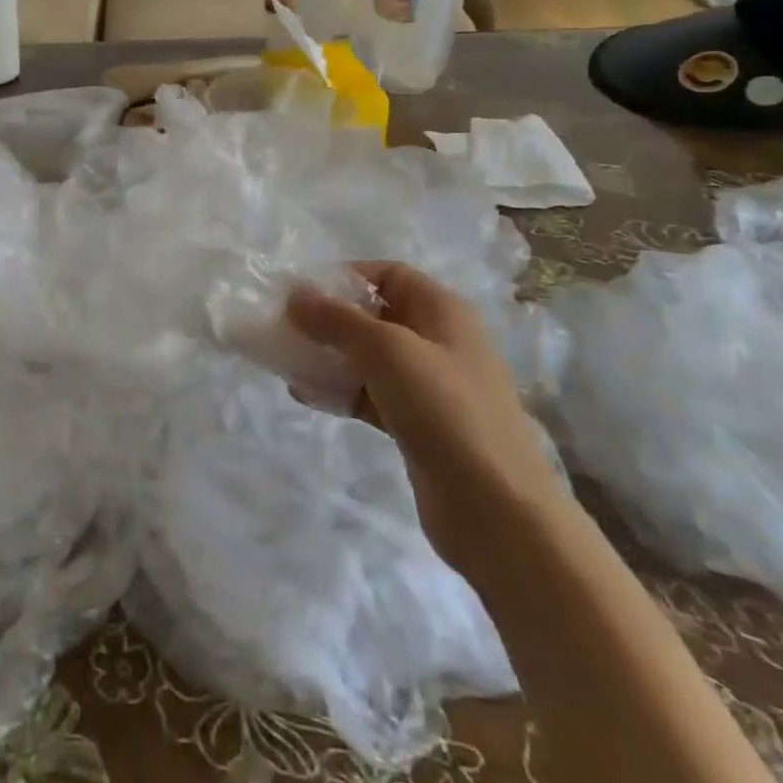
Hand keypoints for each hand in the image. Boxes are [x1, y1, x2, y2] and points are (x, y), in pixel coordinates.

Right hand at [288, 262, 565, 577]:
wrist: (496, 509)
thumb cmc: (444, 409)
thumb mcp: (387, 350)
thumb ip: (337, 319)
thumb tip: (295, 294)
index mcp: (442, 311)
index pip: (388, 274)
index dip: (346, 277)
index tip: (303, 294)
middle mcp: (438, 341)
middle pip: (375, 315)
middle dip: (330, 319)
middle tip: (286, 329)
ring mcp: (429, 386)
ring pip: (369, 358)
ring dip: (329, 356)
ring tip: (288, 363)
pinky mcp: (417, 424)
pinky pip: (370, 395)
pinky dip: (340, 391)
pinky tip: (306, 395)